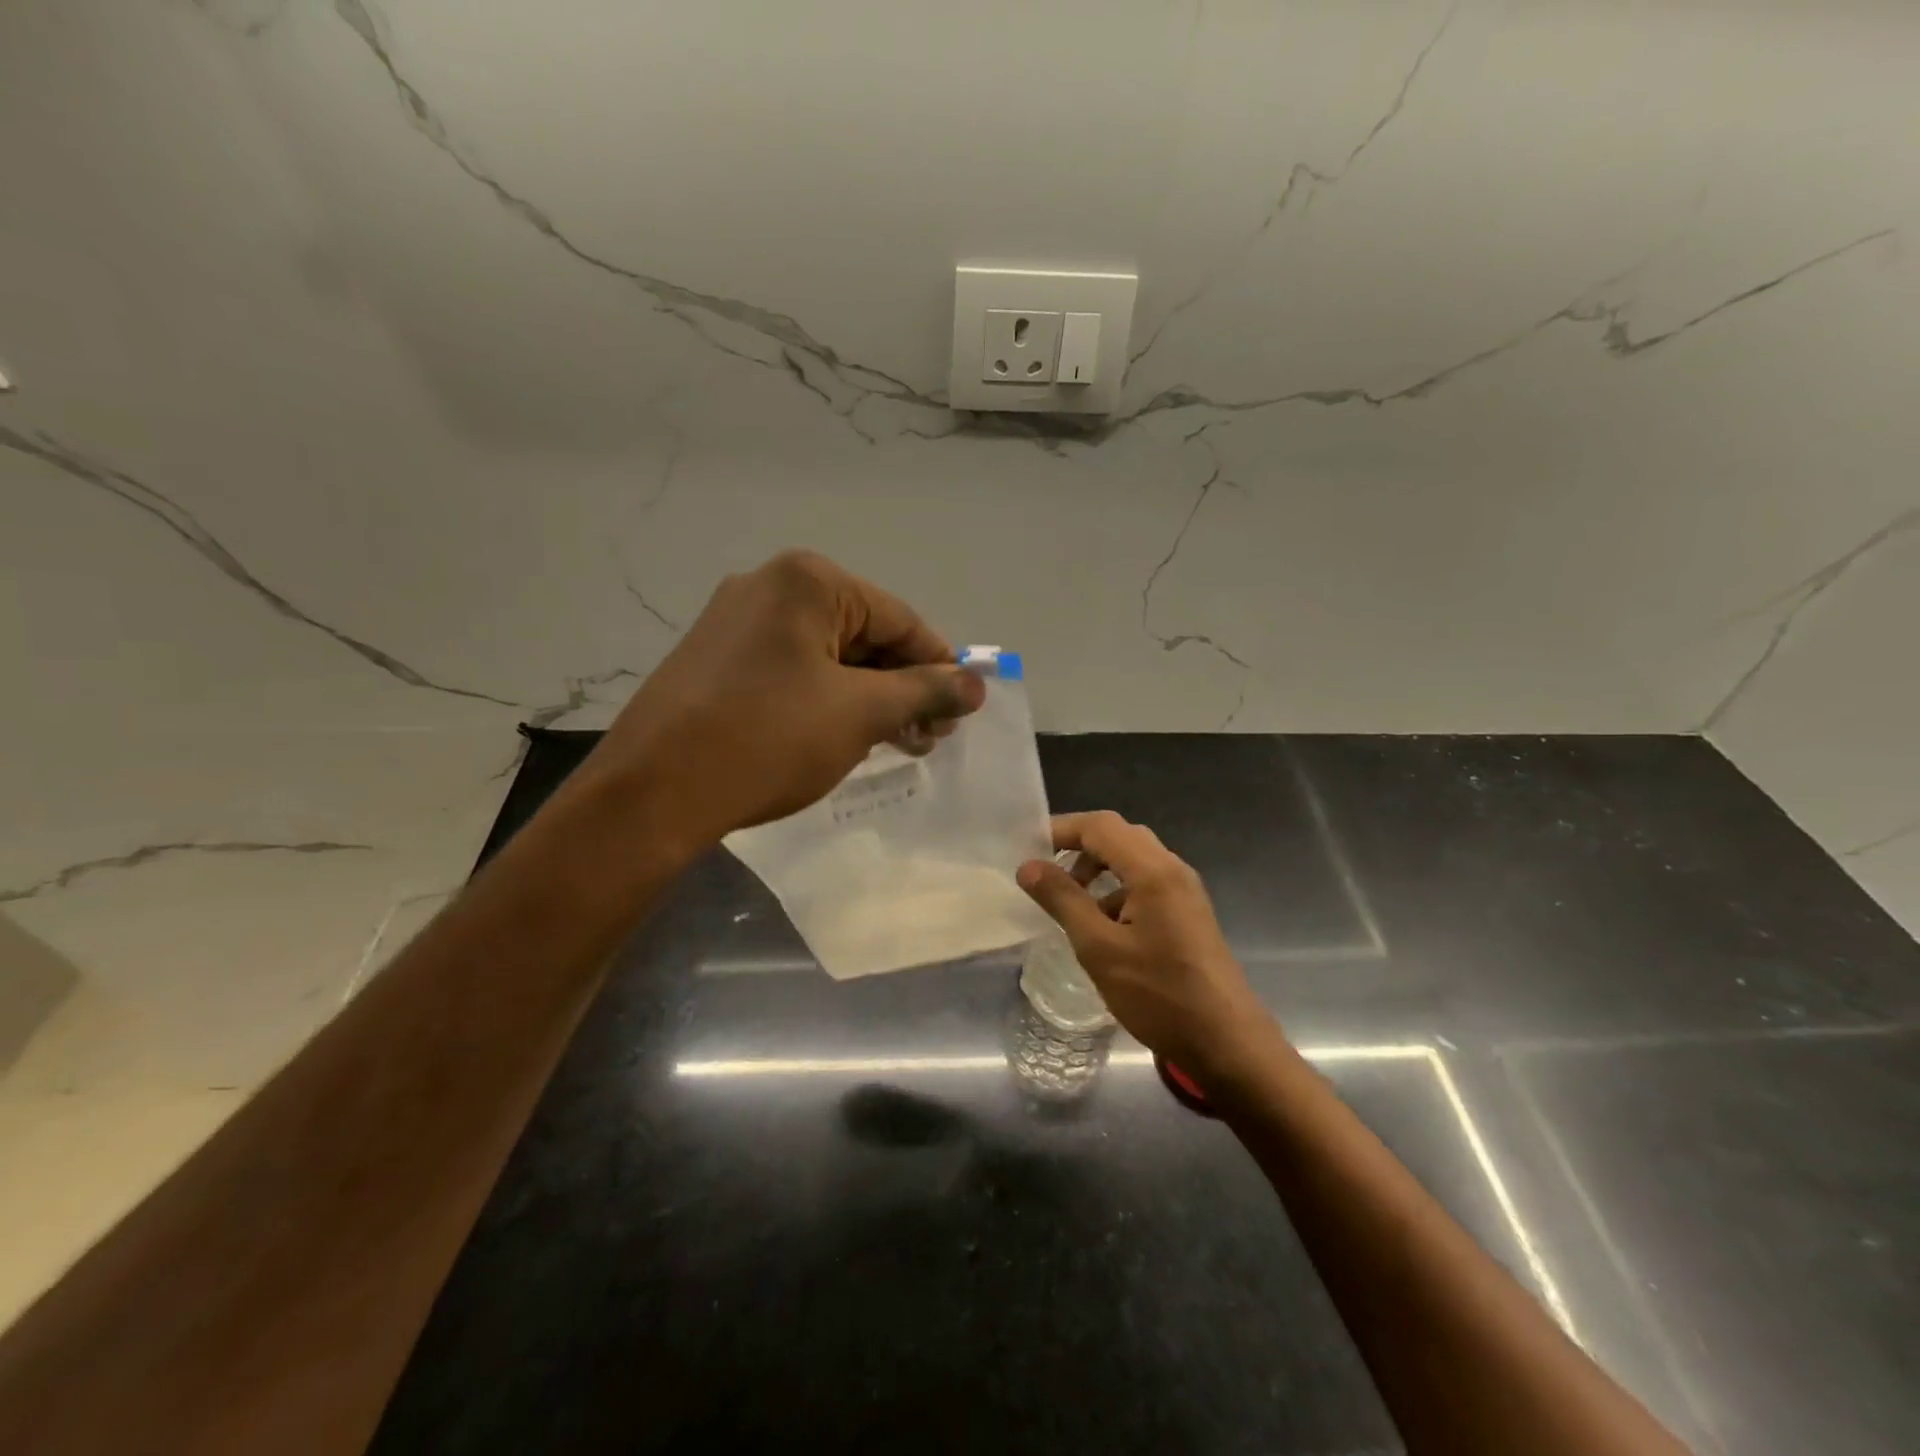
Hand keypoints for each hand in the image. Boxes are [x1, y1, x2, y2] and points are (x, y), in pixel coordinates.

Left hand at [590, 550, 984, 841]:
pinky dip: (828, 701)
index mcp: (808, 581)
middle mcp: (769, 586)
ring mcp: (736, 623)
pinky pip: (793, 671)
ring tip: (898, 744)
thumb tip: (976, 684)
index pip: (899, 619)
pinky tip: (848, 736)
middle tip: (930, 736)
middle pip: (864, 635)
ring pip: (828, 657)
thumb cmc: (769, 739)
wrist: (654, 792)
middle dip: (903, 688)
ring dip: (870, 699)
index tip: (961, 712)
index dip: (938, 667)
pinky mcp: (717, 660)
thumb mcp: (861, 713)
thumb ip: (924, 691)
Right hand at [1017, 812, 1277, 1073]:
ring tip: (1068, 901)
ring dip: (1097, 869)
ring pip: (1133, 860)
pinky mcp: (1187, 914)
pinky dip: (1116, 891)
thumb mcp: (1100, 948)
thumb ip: (1063, 900)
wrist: (1226, 1043)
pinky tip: (1100, 926)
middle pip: (1119, 836)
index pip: (1100, 826)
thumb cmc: (1159, 995)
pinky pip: (1146, 883)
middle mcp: (1173, 870)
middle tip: (1044, 871)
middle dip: (1078, 846)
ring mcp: (1184, 892)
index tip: (1028, 848)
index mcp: (1153, 871)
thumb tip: (1029, 866)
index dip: (1061, 829)